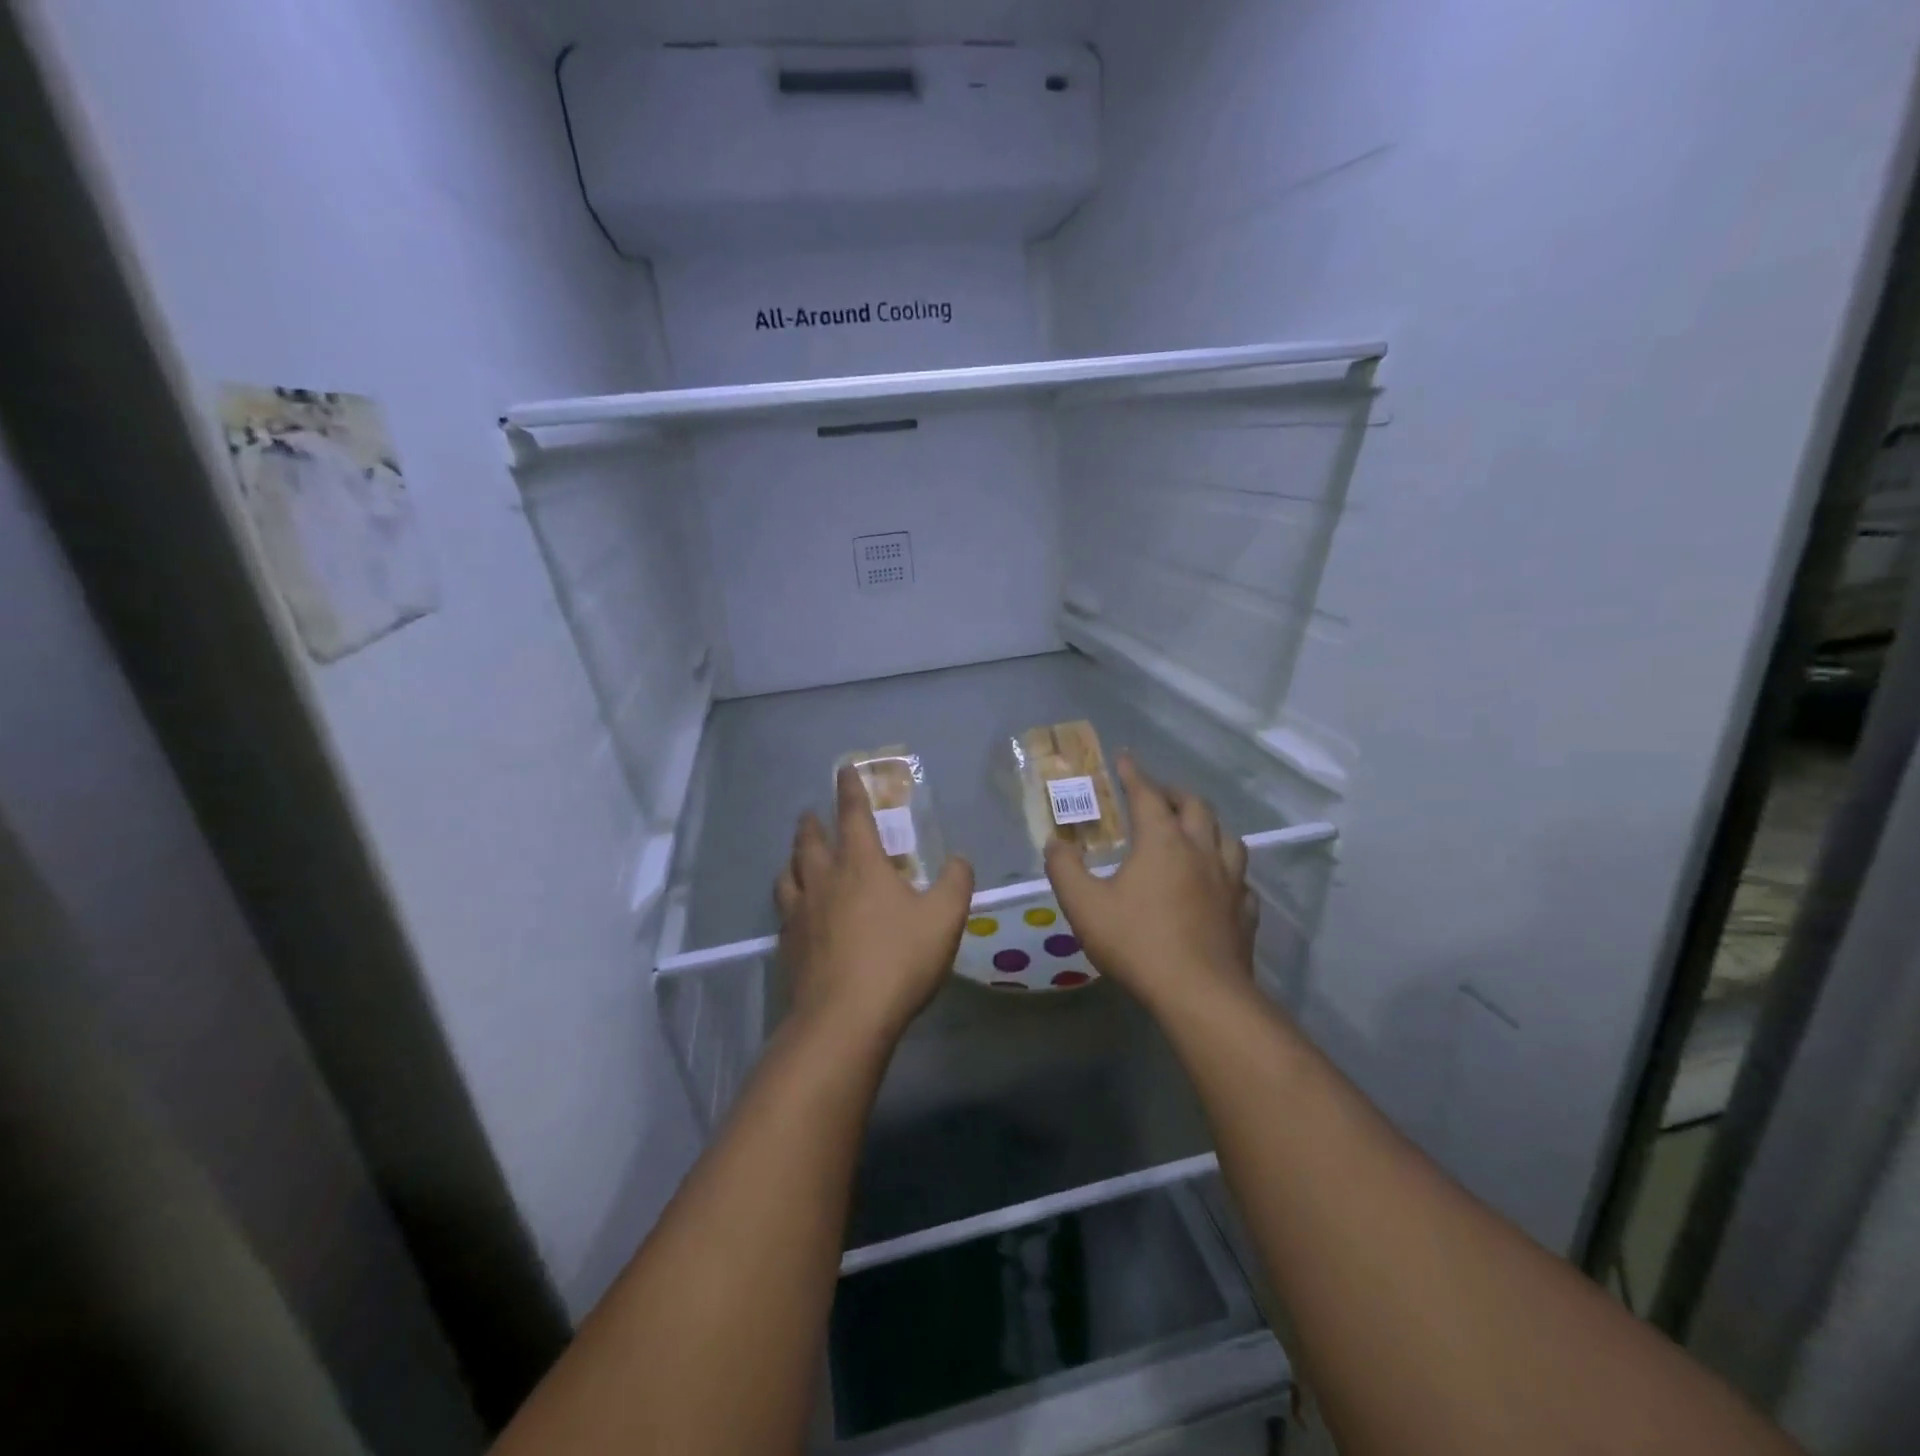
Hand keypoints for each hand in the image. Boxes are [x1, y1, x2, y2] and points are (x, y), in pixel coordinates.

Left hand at [775, 767, 975, 1042]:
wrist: (844, 1018)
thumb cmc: (899, 959)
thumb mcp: (945, 918)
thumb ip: (956, 882)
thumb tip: (960, 859)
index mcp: (860, 865)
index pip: (852, 814)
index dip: (849, 789)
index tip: (843, 770)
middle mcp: (823, 879)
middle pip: (810, 841)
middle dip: (812, 822)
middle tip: (811, 814)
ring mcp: (799, 913)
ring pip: (788, 873)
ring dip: (793, 858)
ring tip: (797, 858)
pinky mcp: (787, 945)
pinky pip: (784, 910)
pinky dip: (790, 899)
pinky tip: (796, 912)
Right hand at [1044, 754, 1257, 1012]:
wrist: (1200, 993)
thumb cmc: (1137, 942)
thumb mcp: (1084, 905)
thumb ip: (1064, 869)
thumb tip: (1054, 843)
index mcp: (1162, 841)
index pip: (1148, 794)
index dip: (1134, 774)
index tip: (1124, 759)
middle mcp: (1201, 850)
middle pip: (1196, 806)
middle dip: (1174, 794)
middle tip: (1157, 796)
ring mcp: (1230, 881)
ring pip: (1228, 837)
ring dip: (1208, 826)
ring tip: (1194, 831)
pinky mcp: (1245, 912)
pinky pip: (1240, 879)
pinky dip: (1226, 870)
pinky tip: (1218, 883)